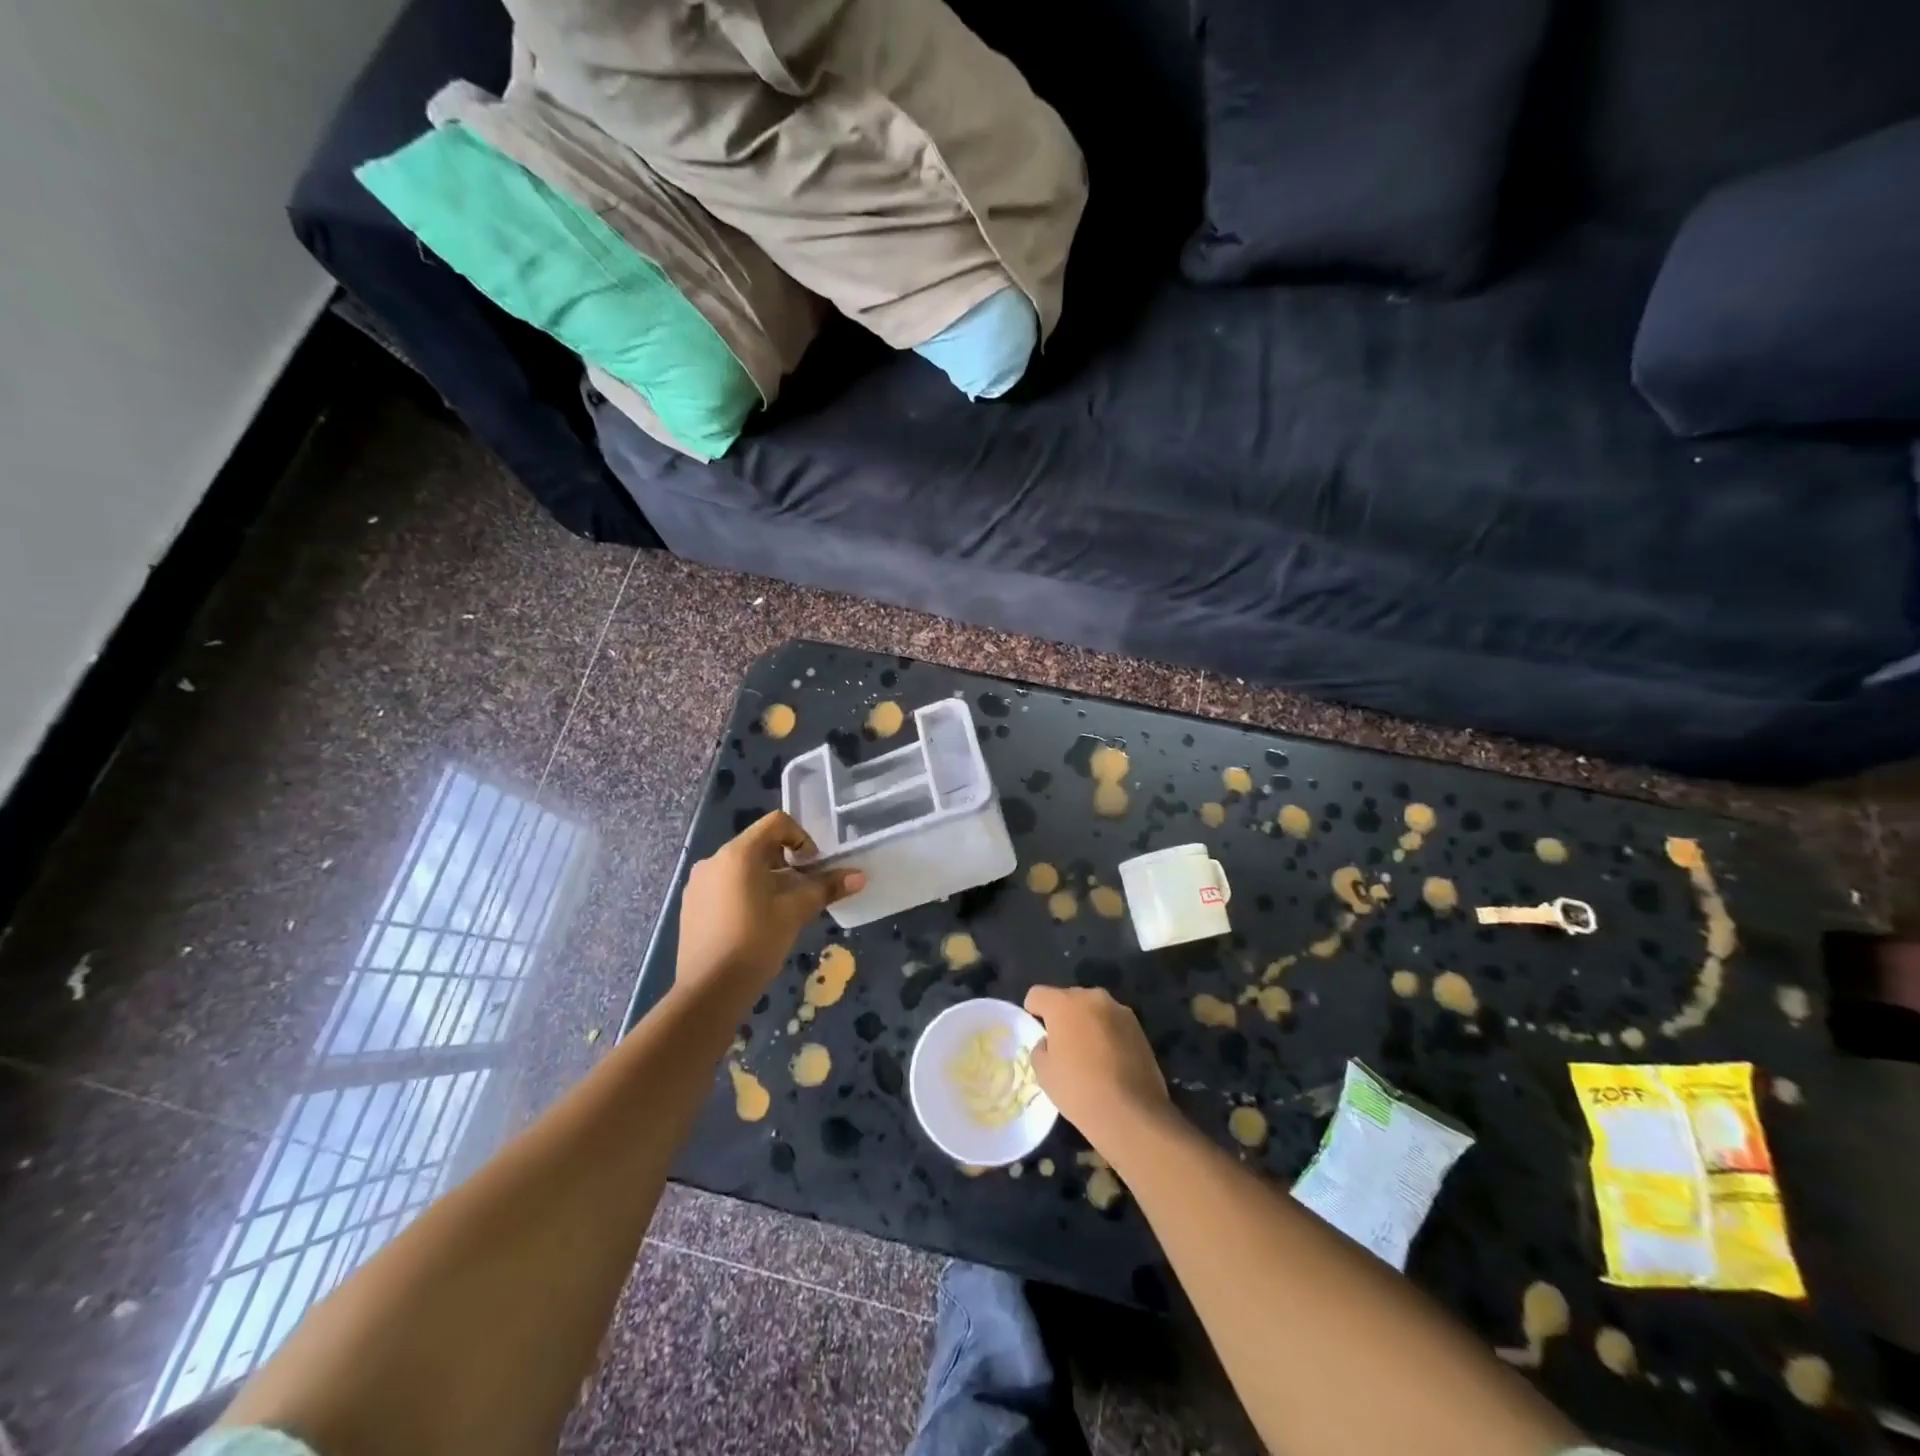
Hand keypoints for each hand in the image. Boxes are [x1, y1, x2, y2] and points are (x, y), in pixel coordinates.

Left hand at [676, 812, 864, 995]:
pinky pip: (725, 886)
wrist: (708, 991)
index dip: (802, 837)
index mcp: (739, 853)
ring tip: (781, 910)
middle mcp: (714, 860)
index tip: (812, 866)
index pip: (776, 823)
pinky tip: (755, 924)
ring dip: (768, 879)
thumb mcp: (795, 912)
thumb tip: (860, 876)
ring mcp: (699, 883)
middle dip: (787, 862)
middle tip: (802, 890)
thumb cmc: (755, 942)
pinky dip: (746, 893)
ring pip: (742, 868)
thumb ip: (826, 888)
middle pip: (759, 845)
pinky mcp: (692, 906)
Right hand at [1024, 986, 1170, 1151]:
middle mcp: (1092, 997)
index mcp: (1064, 1004)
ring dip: (1087, 1023)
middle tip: (1064, 1046)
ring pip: (1093, 1010)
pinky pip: (1113, 1023)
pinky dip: (1107, 1034)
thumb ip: (1041, 1048)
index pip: (1037, 994)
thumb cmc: (1079, 1091)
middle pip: (1068, 998)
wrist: (1132, 1114)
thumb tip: (1050, 1043)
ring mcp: (1119, 1010)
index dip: (1033, 1011)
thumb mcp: (1044, 1073)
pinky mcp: (1139, 1027)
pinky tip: (1110, 1061)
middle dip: (1063, 1016)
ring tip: (1090, 1055)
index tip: (1038, 1033)